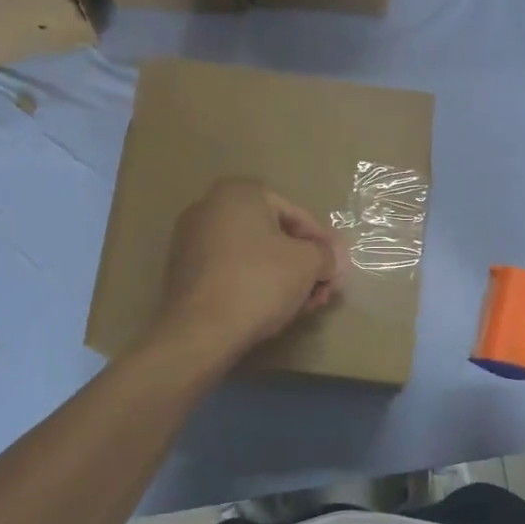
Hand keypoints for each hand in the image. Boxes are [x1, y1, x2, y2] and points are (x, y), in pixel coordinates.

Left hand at [150, 178, 343, 361]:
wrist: (199, 331)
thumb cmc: (259, 283)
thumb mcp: (308, 263)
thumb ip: (327, 254)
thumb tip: (332, 259)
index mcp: (239, 192)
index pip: (298, 215)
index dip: (325, 243)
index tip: (339, 268)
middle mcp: (210, 206)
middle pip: (275, 235)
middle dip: (305, 263)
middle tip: (325, 290)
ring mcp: (192, 239)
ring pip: (255, 255)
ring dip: (285, 277)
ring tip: (305, 304)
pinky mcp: (185, 271)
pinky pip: (233, 270)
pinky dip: (257, 283)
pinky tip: (276, 308)